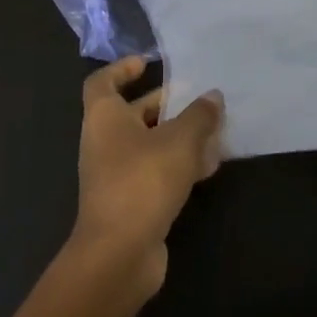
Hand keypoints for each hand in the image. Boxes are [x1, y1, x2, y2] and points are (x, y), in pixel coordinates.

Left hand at [70, 55, 224, 301]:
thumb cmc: (142, 181)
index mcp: (104, 118)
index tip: (147, 64)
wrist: (119, 253)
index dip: (121, 69)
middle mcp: (105, 142)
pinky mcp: (131, 201)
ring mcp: (116, 174)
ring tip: (215, 130)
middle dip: (165, 105)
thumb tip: (213, 96)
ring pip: (149, 144)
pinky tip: (210, 166)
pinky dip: (179, 165)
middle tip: (198, 98)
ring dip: (179, 136)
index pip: (102, 83)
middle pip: (133, 113)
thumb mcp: (179, 141)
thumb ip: (199, 116)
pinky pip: (156, 172)